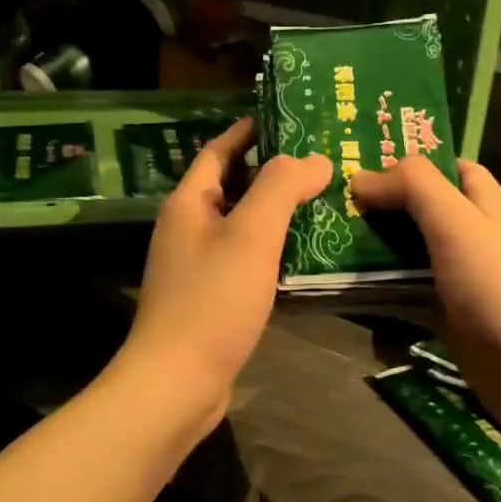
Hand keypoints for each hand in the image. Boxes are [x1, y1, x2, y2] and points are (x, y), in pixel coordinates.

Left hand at [116, 118, 330, 437]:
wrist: (177, 382)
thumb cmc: (212, 300)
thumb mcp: (251, 235)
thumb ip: (282, 188)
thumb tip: (315, 158)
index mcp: (189, 203)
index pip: (219, 151)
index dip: (250, 132)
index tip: (290, 119)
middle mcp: (188, 228)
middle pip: (232, 185)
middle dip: (272, 171)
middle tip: (321, 161)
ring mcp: (196, 265)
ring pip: (241, 224)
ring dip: (276, 211)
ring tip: (323, 200)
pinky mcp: (210, 298)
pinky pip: (244, 258)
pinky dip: (272, 248)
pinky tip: (305, 253)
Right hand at [349, 158, 500, 462]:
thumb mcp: (459, 223)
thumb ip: (415, 188)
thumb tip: (362, 177)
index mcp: (485, 206)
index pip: (451, 170)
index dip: (412, 164)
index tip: (363, 167)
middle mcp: (474, 240)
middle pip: (423, 214)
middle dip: (383, 209)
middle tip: (330, 208)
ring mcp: (462, 284)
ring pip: (412, 259)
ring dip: (376, 255)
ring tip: (326, 248)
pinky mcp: (452, 323)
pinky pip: (410, 302)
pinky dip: (383, 299)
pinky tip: (348, 298)